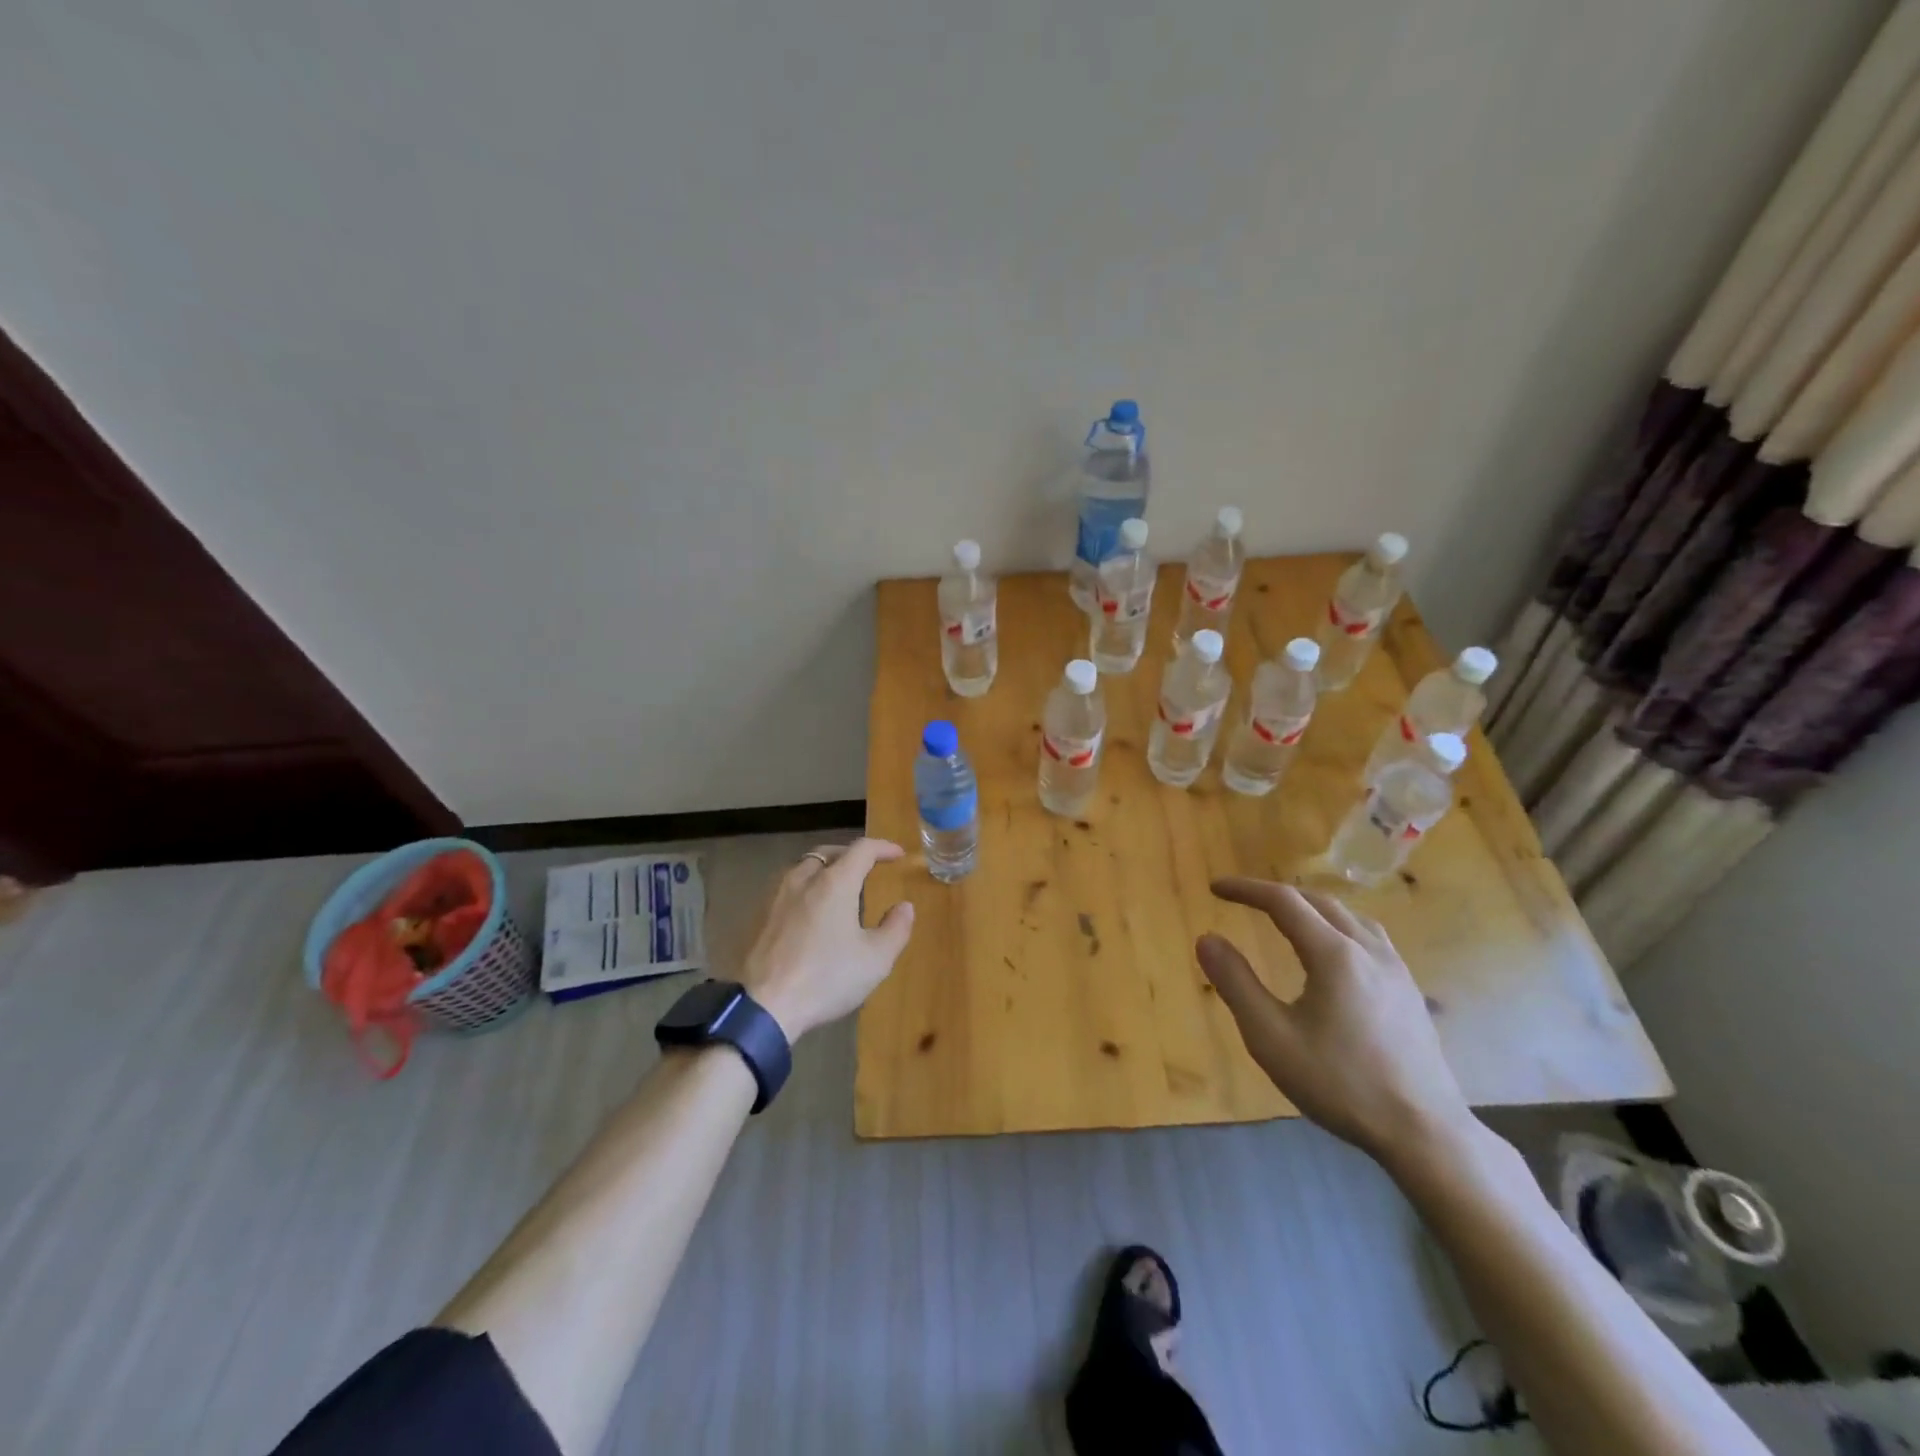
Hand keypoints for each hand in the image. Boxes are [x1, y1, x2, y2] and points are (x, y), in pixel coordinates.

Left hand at [741, 839, 915, 1042]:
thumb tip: (904, 907)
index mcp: (834, 883)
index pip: (862, 849)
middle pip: (828, 852)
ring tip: (836, 888)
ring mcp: (776, 896)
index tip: (897, 854)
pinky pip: (786, 889)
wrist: (762, 1006)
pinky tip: (808, 912)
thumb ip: (896, 929)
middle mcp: (803, 879)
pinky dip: (804, 889)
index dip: (882, 847)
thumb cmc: (826, 978)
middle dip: (850, 854)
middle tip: (866, 867)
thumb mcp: (875, 960)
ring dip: (824, 869)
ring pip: (803, 868)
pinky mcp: (757, 916)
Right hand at [1196, 878, 1472, 1167]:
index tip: (1215, 888)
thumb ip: (1236, 983)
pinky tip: (1334, 953)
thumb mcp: (1271, 1038)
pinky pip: (1370, 937)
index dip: (1246, 889)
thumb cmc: (1341, 1084)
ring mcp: (1396, 969)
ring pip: (1350, 916)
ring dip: (1311, 906)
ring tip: (1287, 917)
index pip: (1284, 902)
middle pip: (1318, 901)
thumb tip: (1206, 939)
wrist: (1424, 1133)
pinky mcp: (1409, 991)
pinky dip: (1338, 926)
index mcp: (1334, 955)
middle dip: (1277, 894)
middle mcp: (1368, 950)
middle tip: (1244, 900)